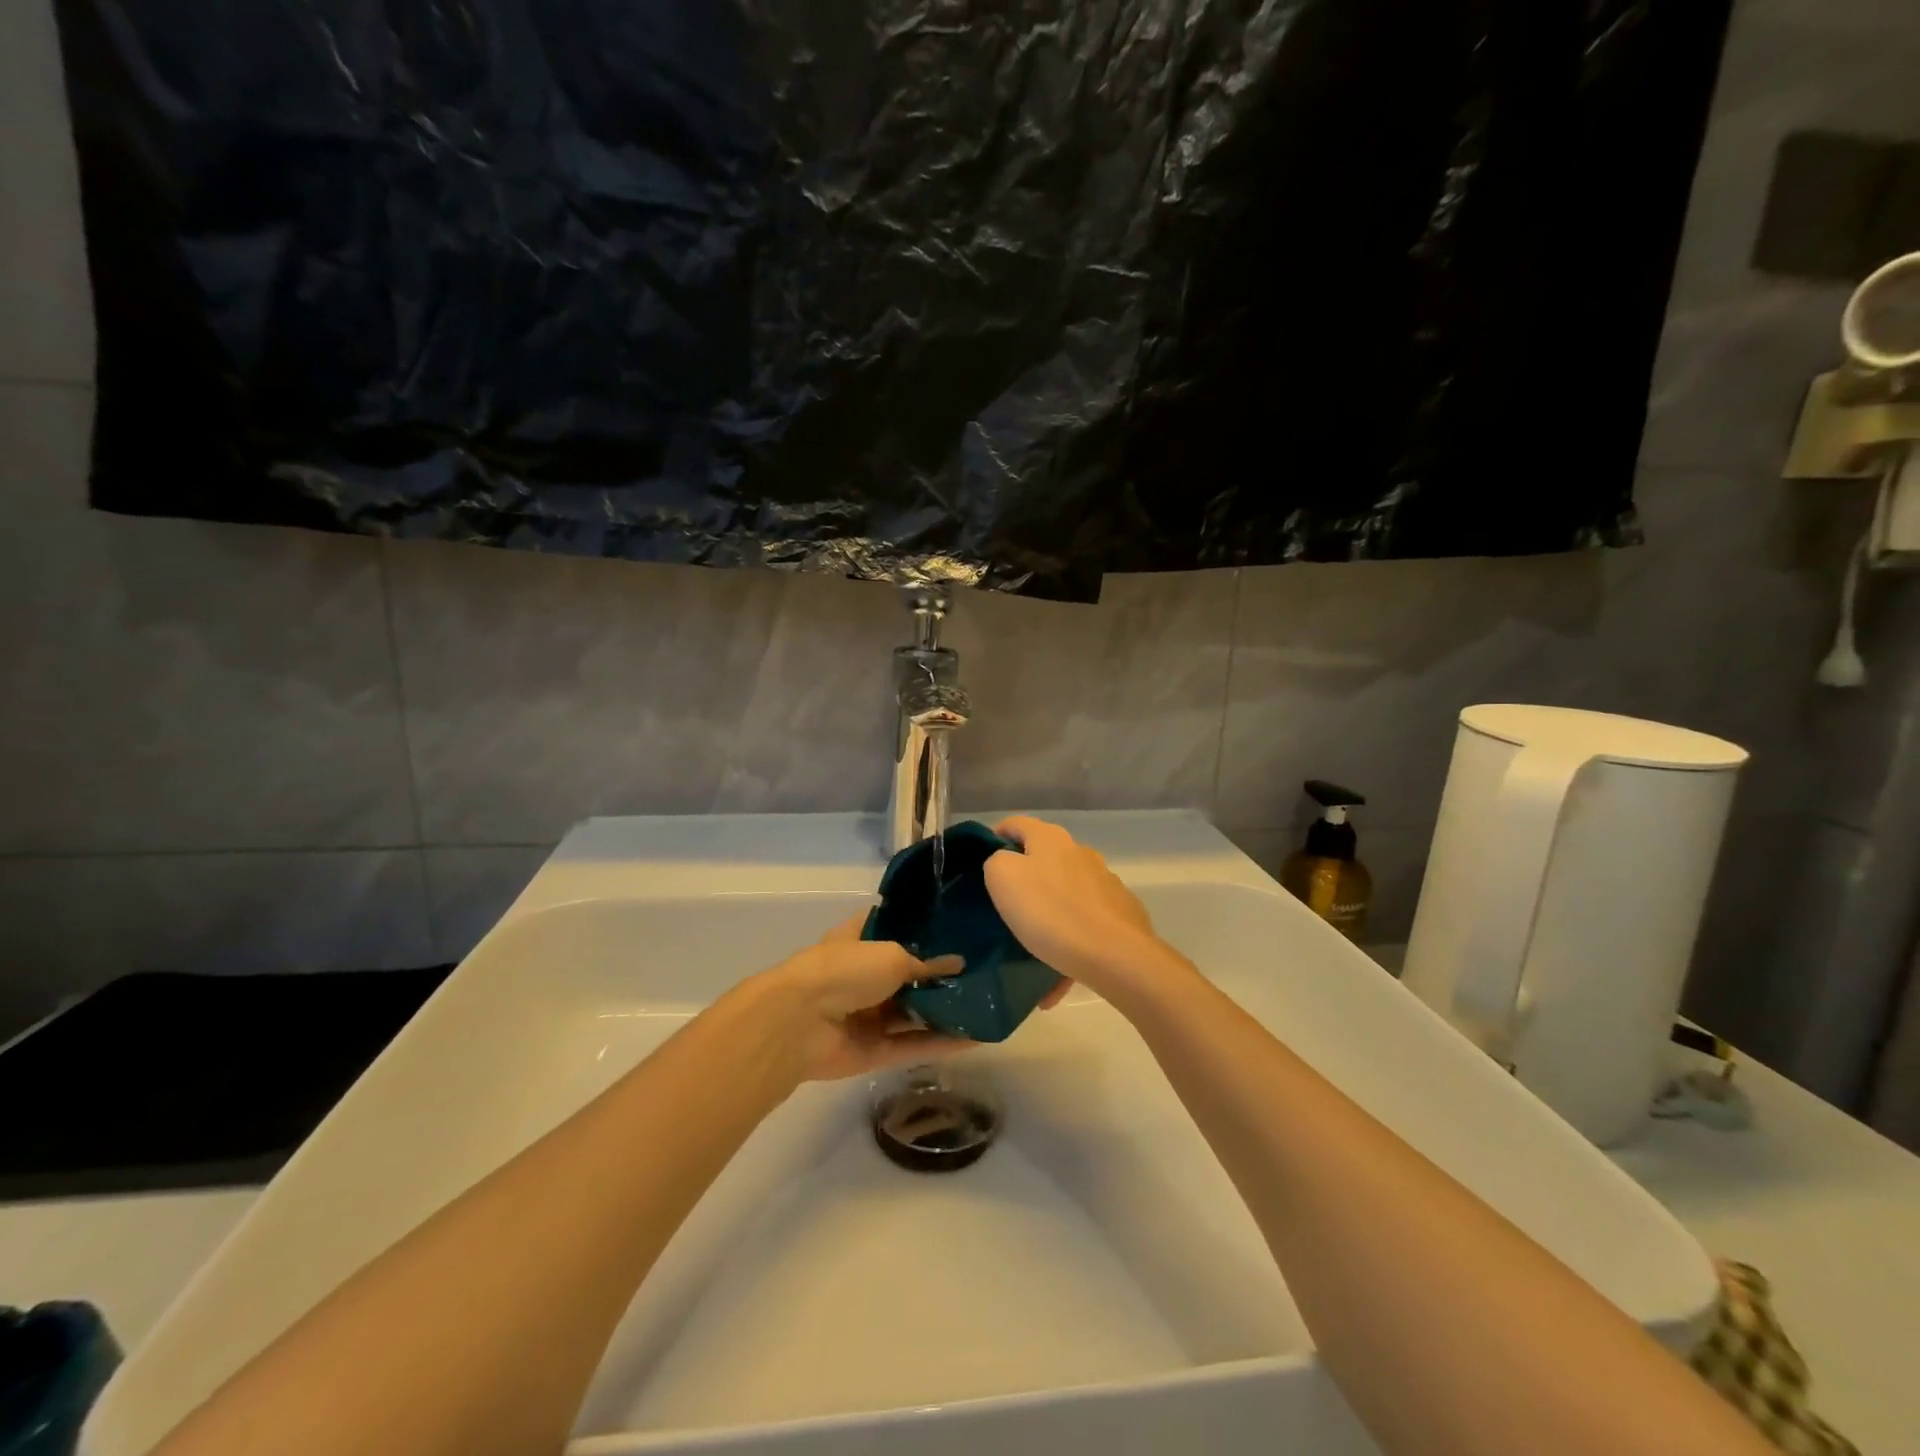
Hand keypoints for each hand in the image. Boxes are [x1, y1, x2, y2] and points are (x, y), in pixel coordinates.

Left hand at [740, 917, 968, 1082]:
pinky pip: (913, 1045)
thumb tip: (958, 964)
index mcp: (858, 941)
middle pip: (908, 975)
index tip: (956, 927)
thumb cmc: (843, 970)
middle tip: (984, 972)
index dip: (921, 928)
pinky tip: (977, 1039)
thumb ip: (925, 963)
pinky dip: (942, 1042)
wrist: (799, 1024)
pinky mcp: (875, 1051)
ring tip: (988, 1005)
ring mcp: (868, 1016)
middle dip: (941, 975)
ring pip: (914, 1013)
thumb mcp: (891, 955)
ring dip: (946, 1012)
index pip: (892, 928)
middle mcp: (863, 977)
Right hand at [984, 817, 1172, 999]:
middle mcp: (1080, 853)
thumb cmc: (1050, 911)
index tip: (981, 858)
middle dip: (1025, 878)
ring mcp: (1104, 883)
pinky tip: (1056, 980)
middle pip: (1044, 858)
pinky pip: (1084, 925)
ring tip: (1032, 947)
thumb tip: (1007, 862)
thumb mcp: (1003, 878)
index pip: (1017, 823)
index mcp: (1051, 839)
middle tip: (1005, 904)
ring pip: (1065, 894)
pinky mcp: (1120, 913)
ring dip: (1048, 915)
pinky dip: (1068, 944)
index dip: (997, 834)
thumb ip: (996, 861)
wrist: (1115, 955)